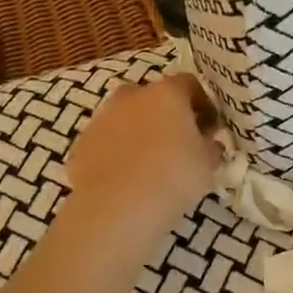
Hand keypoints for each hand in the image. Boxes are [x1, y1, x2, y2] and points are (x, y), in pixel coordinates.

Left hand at [65, 74, 221, 236]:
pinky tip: (126, 177)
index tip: (210, 126)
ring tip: (150, 162)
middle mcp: (131, 96)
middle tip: (179, 142)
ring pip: (125, 117)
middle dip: (166, 114)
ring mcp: (101, 118)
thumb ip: (211, 146)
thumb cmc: (173, 178)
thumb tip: (209, 142)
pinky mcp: (81, 144)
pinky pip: (106, 141)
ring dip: (138, 131)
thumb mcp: (208, 164)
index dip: (203, 103)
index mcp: (167, 93)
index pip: (190, 84)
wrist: (116, 209)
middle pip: (153, 96)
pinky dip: (116, 152)